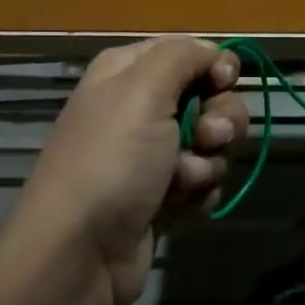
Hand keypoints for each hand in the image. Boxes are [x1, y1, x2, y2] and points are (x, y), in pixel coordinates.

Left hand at [15, 37, 248, 304]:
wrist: (80, 252)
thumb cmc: (113, 159)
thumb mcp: (143, 89)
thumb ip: (183, 56)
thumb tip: (213, 53)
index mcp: (127, 72)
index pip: (188, 52)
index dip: (215, 66)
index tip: (224, 83)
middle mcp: (138, 107)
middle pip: (209, 97)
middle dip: (220, 119)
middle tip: (207, 138)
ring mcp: (150, 154)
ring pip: (211, 142)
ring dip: (208, 161)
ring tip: (184, 181)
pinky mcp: (161, 195)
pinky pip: (202, 181)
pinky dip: (198, 192)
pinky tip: (178, 206)